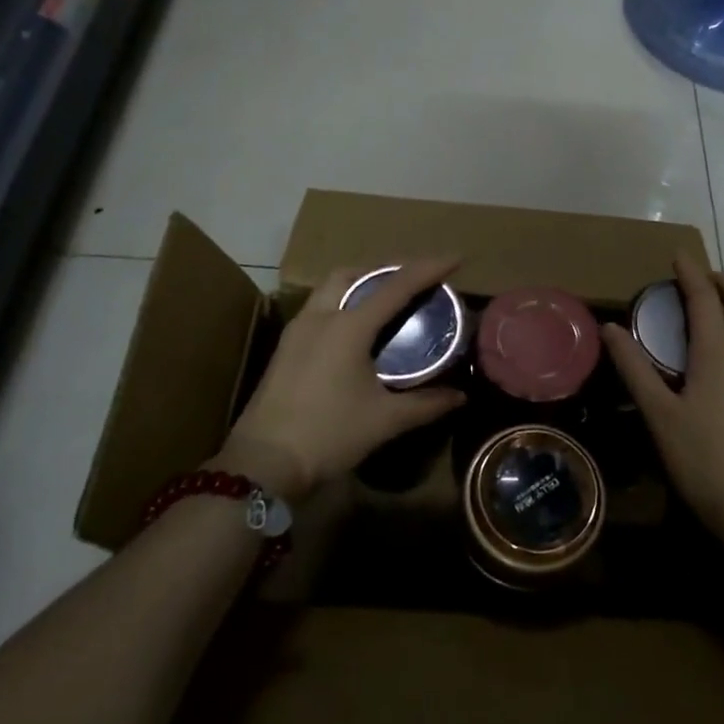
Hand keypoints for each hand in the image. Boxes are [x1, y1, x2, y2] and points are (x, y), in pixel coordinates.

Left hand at [217, 259, 465, 500]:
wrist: (263, 463)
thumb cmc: (328, 435)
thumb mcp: (385, 420)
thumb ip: (426, 404)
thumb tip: (460, 396)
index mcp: (349, 326)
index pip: (397, 286)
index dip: (429, 269)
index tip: (456, 259)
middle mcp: (321, 317)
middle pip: (354, 274)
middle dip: (386, 270)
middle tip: (413, 281)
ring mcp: (298, 331)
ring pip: (331, 288)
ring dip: (360, 284)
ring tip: (386, 301)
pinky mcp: (286, 347)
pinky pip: (319, 307)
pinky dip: (343, 303)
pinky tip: (355, 329)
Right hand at [601, 254, 723, 533]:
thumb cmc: (701, 457)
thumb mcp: (659, 413)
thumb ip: (635, 369)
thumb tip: (611, 329)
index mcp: (719, 356)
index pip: (706, 301)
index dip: (691, 274)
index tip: (678, 254)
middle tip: (701, 278)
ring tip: (708, 307)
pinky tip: (718, 350)